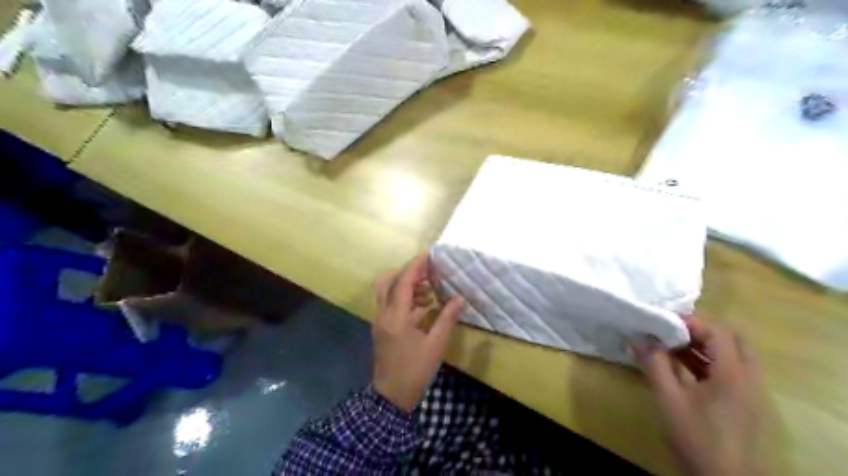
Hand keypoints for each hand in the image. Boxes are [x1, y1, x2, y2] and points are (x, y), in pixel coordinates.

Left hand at [372, 253, 462, 412]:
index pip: (403, 281)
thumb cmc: (414, 371)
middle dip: (407, 273)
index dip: (416, 265)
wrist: (391, 397)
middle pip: (387, 281)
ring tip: (430, 291)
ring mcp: (380, 321)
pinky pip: (390, 304)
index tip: (429, 254)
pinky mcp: (382, 328)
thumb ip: (447, 318)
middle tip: (428, 273)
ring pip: (387, 292)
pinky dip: (405, 299)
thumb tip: (460, 298)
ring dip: (406, 286)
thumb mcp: (435, 345)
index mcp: (396, 316)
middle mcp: (383, 314)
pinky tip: (424, 306)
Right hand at [637, 318, 779, 475]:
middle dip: (701, 330)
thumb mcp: (669, 399)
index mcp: (733, 374)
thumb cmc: (697, 437)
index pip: (717, 331)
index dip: (690, 321)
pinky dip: (709, 362)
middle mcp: (749, 377)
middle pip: (732, 338)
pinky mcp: (746, 403)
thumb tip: (636, 337)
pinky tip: (683, 368)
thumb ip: (654, 365)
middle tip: (672, 332)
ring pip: (733, 354)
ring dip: (704, 346)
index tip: (663, 321)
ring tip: (672, 346)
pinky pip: (731, 370)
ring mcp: (751, 391)